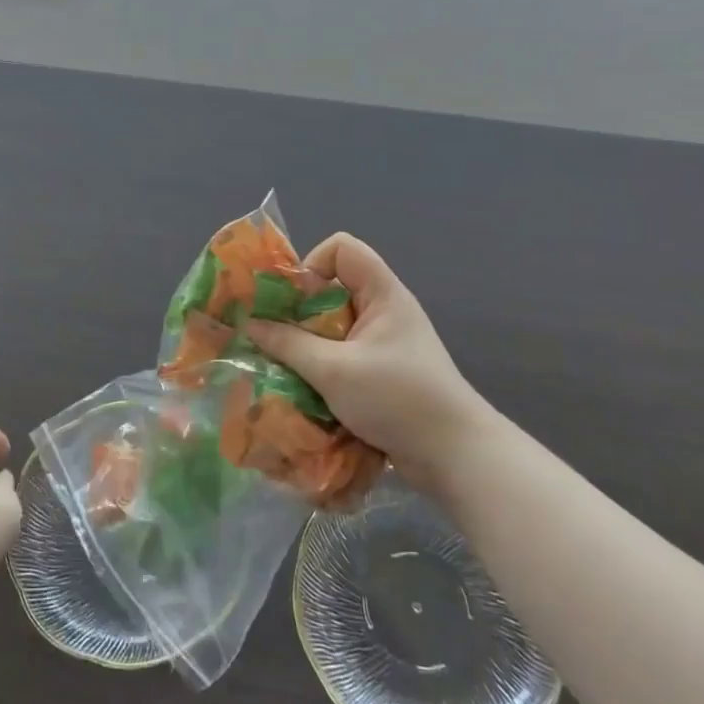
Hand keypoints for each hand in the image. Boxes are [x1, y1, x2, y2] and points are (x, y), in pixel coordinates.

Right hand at [248, 234, 498, 493]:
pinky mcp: (382, 373)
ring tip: (285, 367)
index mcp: (382, 293)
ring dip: (306, 344)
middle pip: (332, 289)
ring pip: (333, 327)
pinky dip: (321, 366)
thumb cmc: (396, 398)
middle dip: (299, 312)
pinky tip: (305, 390)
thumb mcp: (333, 370)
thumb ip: (288, 344)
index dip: (312, 265)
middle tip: (276, 338)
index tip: (294, 302)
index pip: (341, 248)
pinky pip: (342, 355)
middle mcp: (383, 310)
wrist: (454, 455)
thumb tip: (249, 323)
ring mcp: (384, 343)